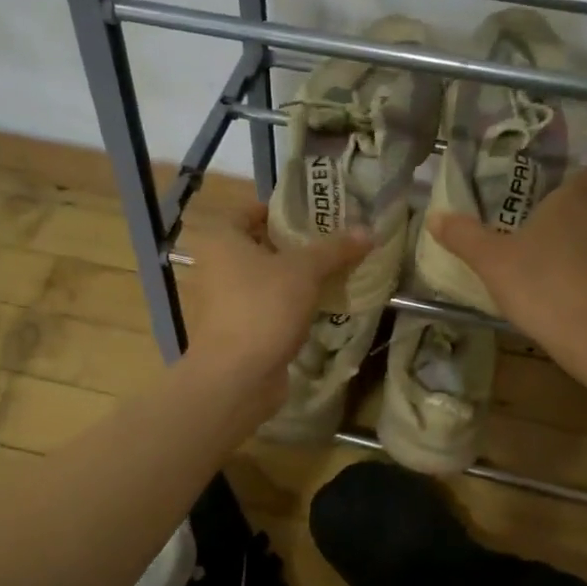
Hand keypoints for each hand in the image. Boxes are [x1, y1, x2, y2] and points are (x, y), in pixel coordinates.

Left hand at [178, 205, 370, 418]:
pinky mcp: (239, 330)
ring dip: (297, 277)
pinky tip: (323, 304)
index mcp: (222, 240)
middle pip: (261, 246)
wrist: (237, 377)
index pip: (249, 210)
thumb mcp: (304, 271)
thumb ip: (335, 249)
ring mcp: (226, 302)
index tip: (315, 212)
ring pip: (267, 280)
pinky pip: (270, 307)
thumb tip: (369, 230)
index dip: (281, 209)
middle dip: (296, 245)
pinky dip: (292, 305)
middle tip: (334, 240)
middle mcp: (217, 267)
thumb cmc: (263, 308)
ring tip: (336, 270)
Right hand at [429, 168, 586, 384]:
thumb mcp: (491, 263)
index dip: (573, 185)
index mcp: (571, 205)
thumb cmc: (542, 288)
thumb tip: (435, 215)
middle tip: (546, 252)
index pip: (583, 178)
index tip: (556, 201)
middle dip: (576, 226)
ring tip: (565, 287)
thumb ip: (464, 237)